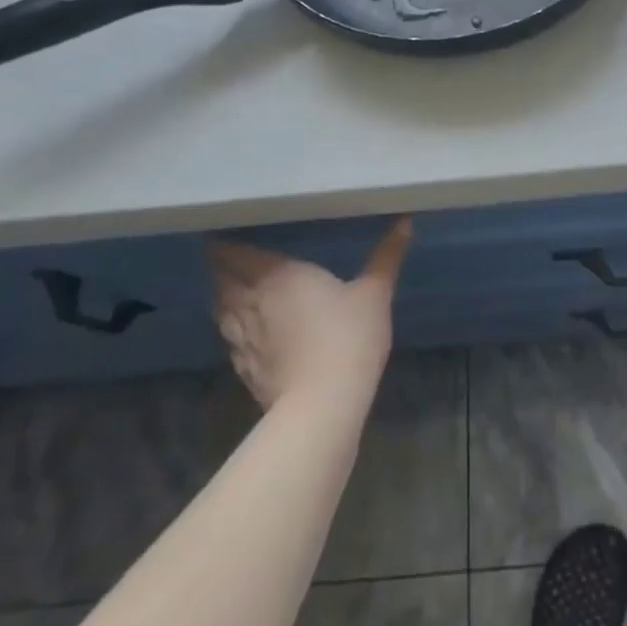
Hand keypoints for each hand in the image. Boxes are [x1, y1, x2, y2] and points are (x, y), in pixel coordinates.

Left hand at [207, 219, 411, 411]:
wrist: (323, 405)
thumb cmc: (348, 336)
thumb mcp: (375, 291)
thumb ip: (387, 254)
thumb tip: (405, 220)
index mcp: (278, 276)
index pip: (236, 255)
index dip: (225, 244)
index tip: (222, 233)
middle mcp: (252, 303)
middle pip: (222, 281)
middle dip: (221, 267)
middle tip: (225, 255)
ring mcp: (244, 340)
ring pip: (222, 311)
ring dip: (223, 297)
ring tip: (230, 287)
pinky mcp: (245, 370)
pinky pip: (230, 340)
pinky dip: (231, 328)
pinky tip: (241, 330)